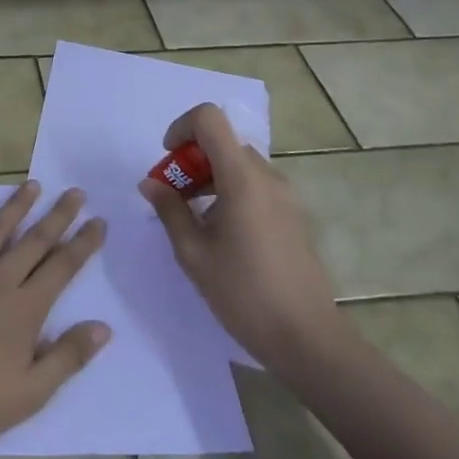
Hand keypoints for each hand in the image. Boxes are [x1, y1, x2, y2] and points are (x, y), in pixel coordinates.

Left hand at [0, 181, 111, 450]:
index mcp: (24, 309)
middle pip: (34, 240)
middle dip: (58, 215)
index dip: (83, 243)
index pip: (62, 267)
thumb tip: (103, 327)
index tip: (98, 221)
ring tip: (33, 185)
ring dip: (16, 206)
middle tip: (76, 192)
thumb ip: (67, 357)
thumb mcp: (29, 394)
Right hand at [139, 103, 348, 377]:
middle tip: (173, 198)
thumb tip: (150, 183)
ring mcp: (284, 196)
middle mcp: (267, 177)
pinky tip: (221, 234)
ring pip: (238, 165)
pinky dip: (229, 192)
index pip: (210, 119)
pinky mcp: (292, 215)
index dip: (181, 128)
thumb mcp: (193, 254)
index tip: (168, 162)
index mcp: (242, 178)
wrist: (307, 339)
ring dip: (209, 177)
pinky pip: (254, 185)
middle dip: (190, 160)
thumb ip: (169, 210)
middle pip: (222, 143)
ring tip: (192, 220)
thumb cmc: (244, 294)